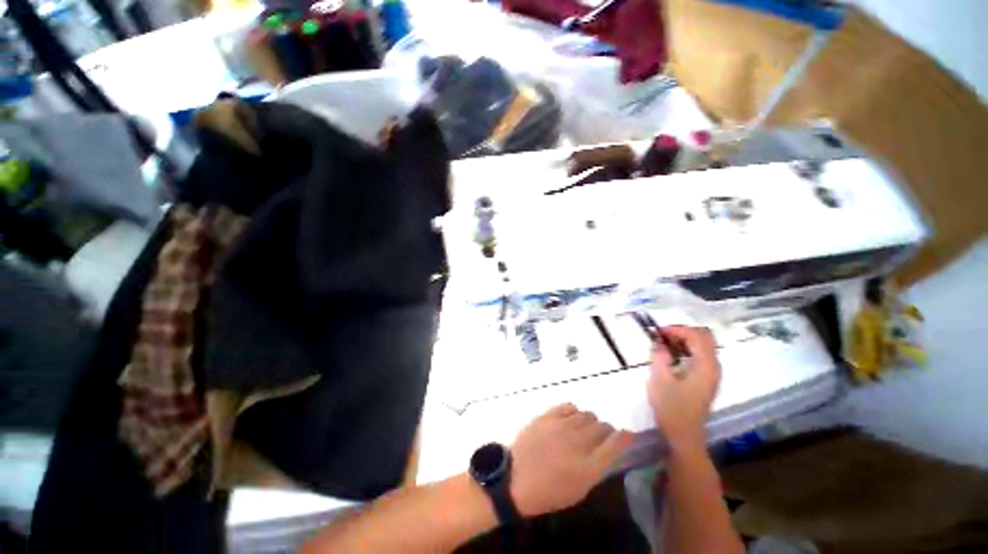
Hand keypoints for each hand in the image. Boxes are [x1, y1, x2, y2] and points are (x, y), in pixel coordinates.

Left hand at [509, 404, 632, 516]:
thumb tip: (608, 451)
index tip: (627, 435)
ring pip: (586, 414)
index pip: (616, 444)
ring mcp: (561, 426)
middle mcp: (578, 443)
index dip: (625, 437)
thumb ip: (596, 469)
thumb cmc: (548, 492)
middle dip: (605, 431)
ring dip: (589, 422)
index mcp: (588, 467)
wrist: (514, 479)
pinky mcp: (547, 416)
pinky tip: (570, 419)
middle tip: (599, 437)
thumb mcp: (578, 490)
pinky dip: (573, 411)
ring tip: (582, 429)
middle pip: (602, 426)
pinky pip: (568, 406)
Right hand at [648, 326, 720, 450]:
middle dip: (682, 332)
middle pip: (704, 337)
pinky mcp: (707, 379)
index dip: (677, 329)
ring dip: (684, 340)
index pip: (696, 336)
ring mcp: (712, 373)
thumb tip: (658, 342)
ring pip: (703, 346)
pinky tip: (672, 355)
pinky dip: (687, 349)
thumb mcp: (659, 379)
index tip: (657, 332)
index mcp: (705, 366)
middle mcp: (713, 367)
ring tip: (664, 343)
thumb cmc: (671, 407)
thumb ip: (659, 356)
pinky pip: (700, 355)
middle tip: (662, 335)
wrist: (684, 435)